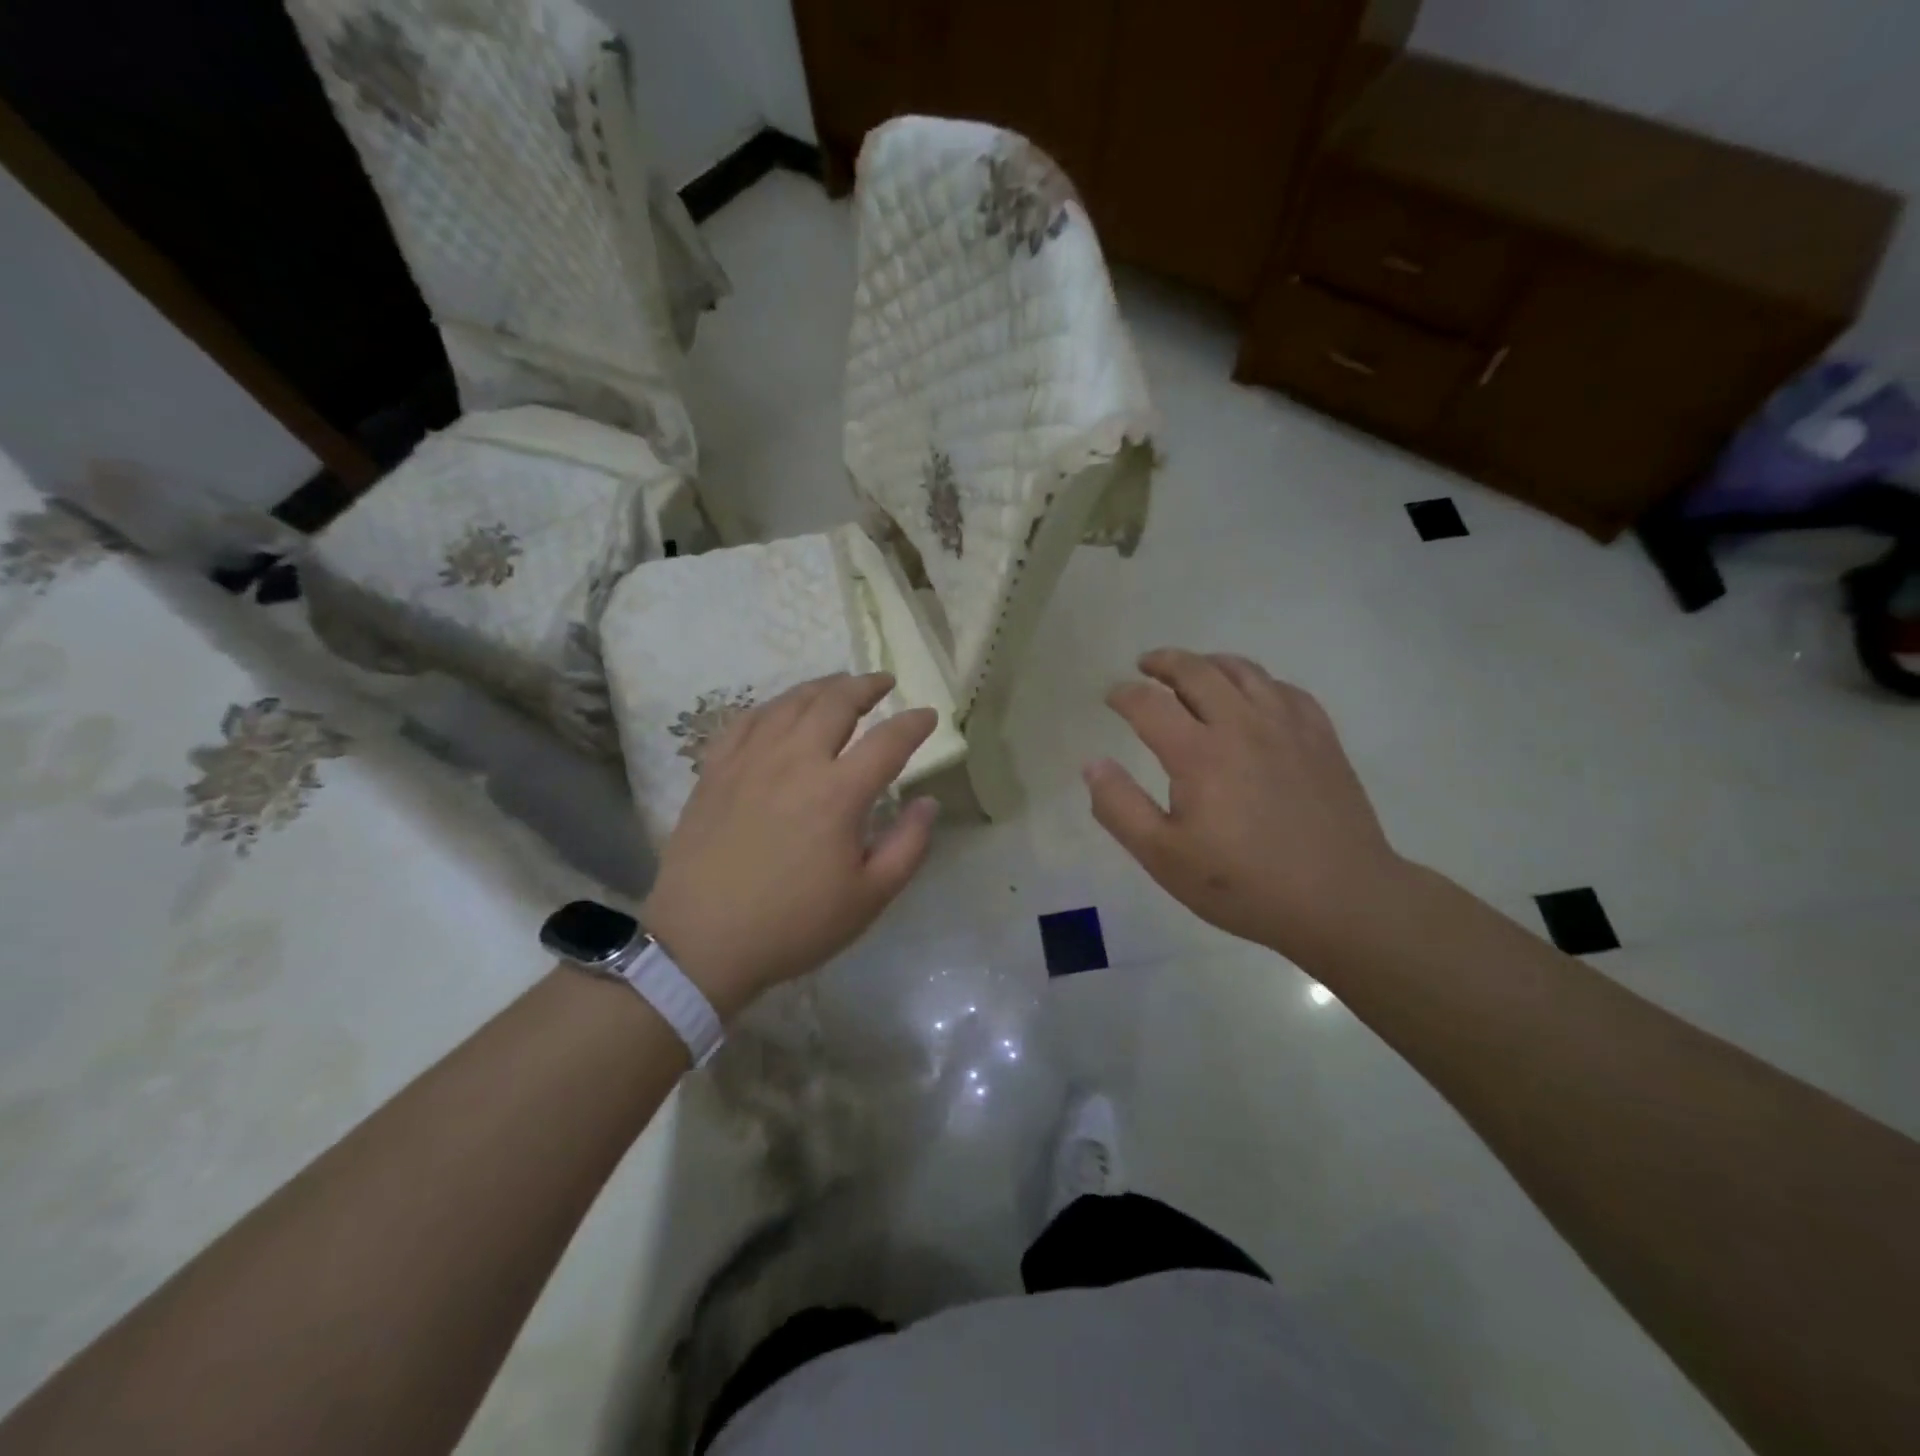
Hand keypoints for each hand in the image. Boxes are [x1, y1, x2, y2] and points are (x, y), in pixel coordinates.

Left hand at [641, 672, 938, 1019]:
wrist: (702, 943)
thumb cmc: (794, 925)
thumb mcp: (869, 898)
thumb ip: (908, 845)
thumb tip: (929, 802)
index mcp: (838, 793)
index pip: (888, 741)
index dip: (914, 724)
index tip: (928, 715)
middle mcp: (795, 761)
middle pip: (836, 704)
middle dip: (866, 686)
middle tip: (884, 682)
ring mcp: (749, 761)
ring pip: (790, 703)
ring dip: (821, 687)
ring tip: (839, 684)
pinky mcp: (715, 771)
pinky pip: (746, 721)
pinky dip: (771, 706)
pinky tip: (780, 710)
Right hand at [1085, 649, 1406, 960]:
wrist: (1341, 900)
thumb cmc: (1243, 884)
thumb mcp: (1164, 857)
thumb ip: (1120, 808)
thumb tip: (1092, 764)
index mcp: (1198, 753)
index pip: (1149, 704)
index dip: (1123, 694)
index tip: (1111, 696)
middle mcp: (1241, 725)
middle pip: (1196, 671)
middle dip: (1164, 662)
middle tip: (1145, 664)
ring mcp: (1287, 726)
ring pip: (1244, 671)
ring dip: (1209, 662)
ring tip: (1194, 669)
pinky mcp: (1321, 738)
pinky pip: (1284, 689)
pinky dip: (1258, 681)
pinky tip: (1254, 696)